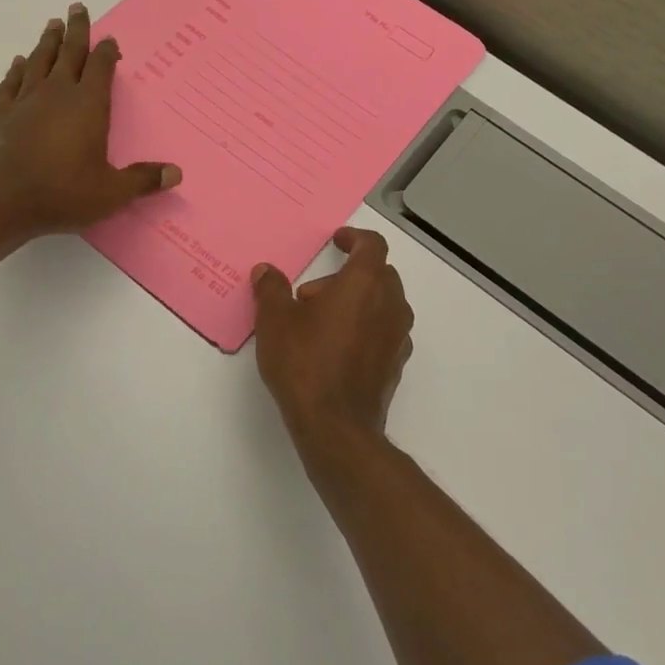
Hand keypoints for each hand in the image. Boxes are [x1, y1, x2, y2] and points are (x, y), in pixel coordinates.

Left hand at [0, 4, 181, 235]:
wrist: (0, 203)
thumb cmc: (61, 195)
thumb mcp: (110, 193)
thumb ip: (142, 180)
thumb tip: (176, 173)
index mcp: (87, 106)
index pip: (100, 68)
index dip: (107, 52)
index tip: (110, 40)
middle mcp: (56, 93)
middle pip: (69, 52)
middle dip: (76, 30)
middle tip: (78, 7)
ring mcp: (25, 101)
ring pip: (39, 60)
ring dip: (48, 41)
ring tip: (53, 24)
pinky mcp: (1, 113)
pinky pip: (11, 82)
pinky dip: (17, 69)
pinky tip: (19, 62)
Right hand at [252, 227, 414, 469]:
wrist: (336, 426)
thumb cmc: (305, 363)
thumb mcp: (275, 321)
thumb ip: (271, 289)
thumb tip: (266, 271)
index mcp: (365, 284)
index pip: (372, 245)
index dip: (354, 238)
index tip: (337, 241)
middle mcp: (390, 304)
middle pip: (378, 273)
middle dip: (347, 275)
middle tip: (311, 295)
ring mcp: (398, 336)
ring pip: (383, 303)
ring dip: (357, 301)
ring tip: (319, 323)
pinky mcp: (396, 363)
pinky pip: (384, 330)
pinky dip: (365, 327)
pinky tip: (336, 347)